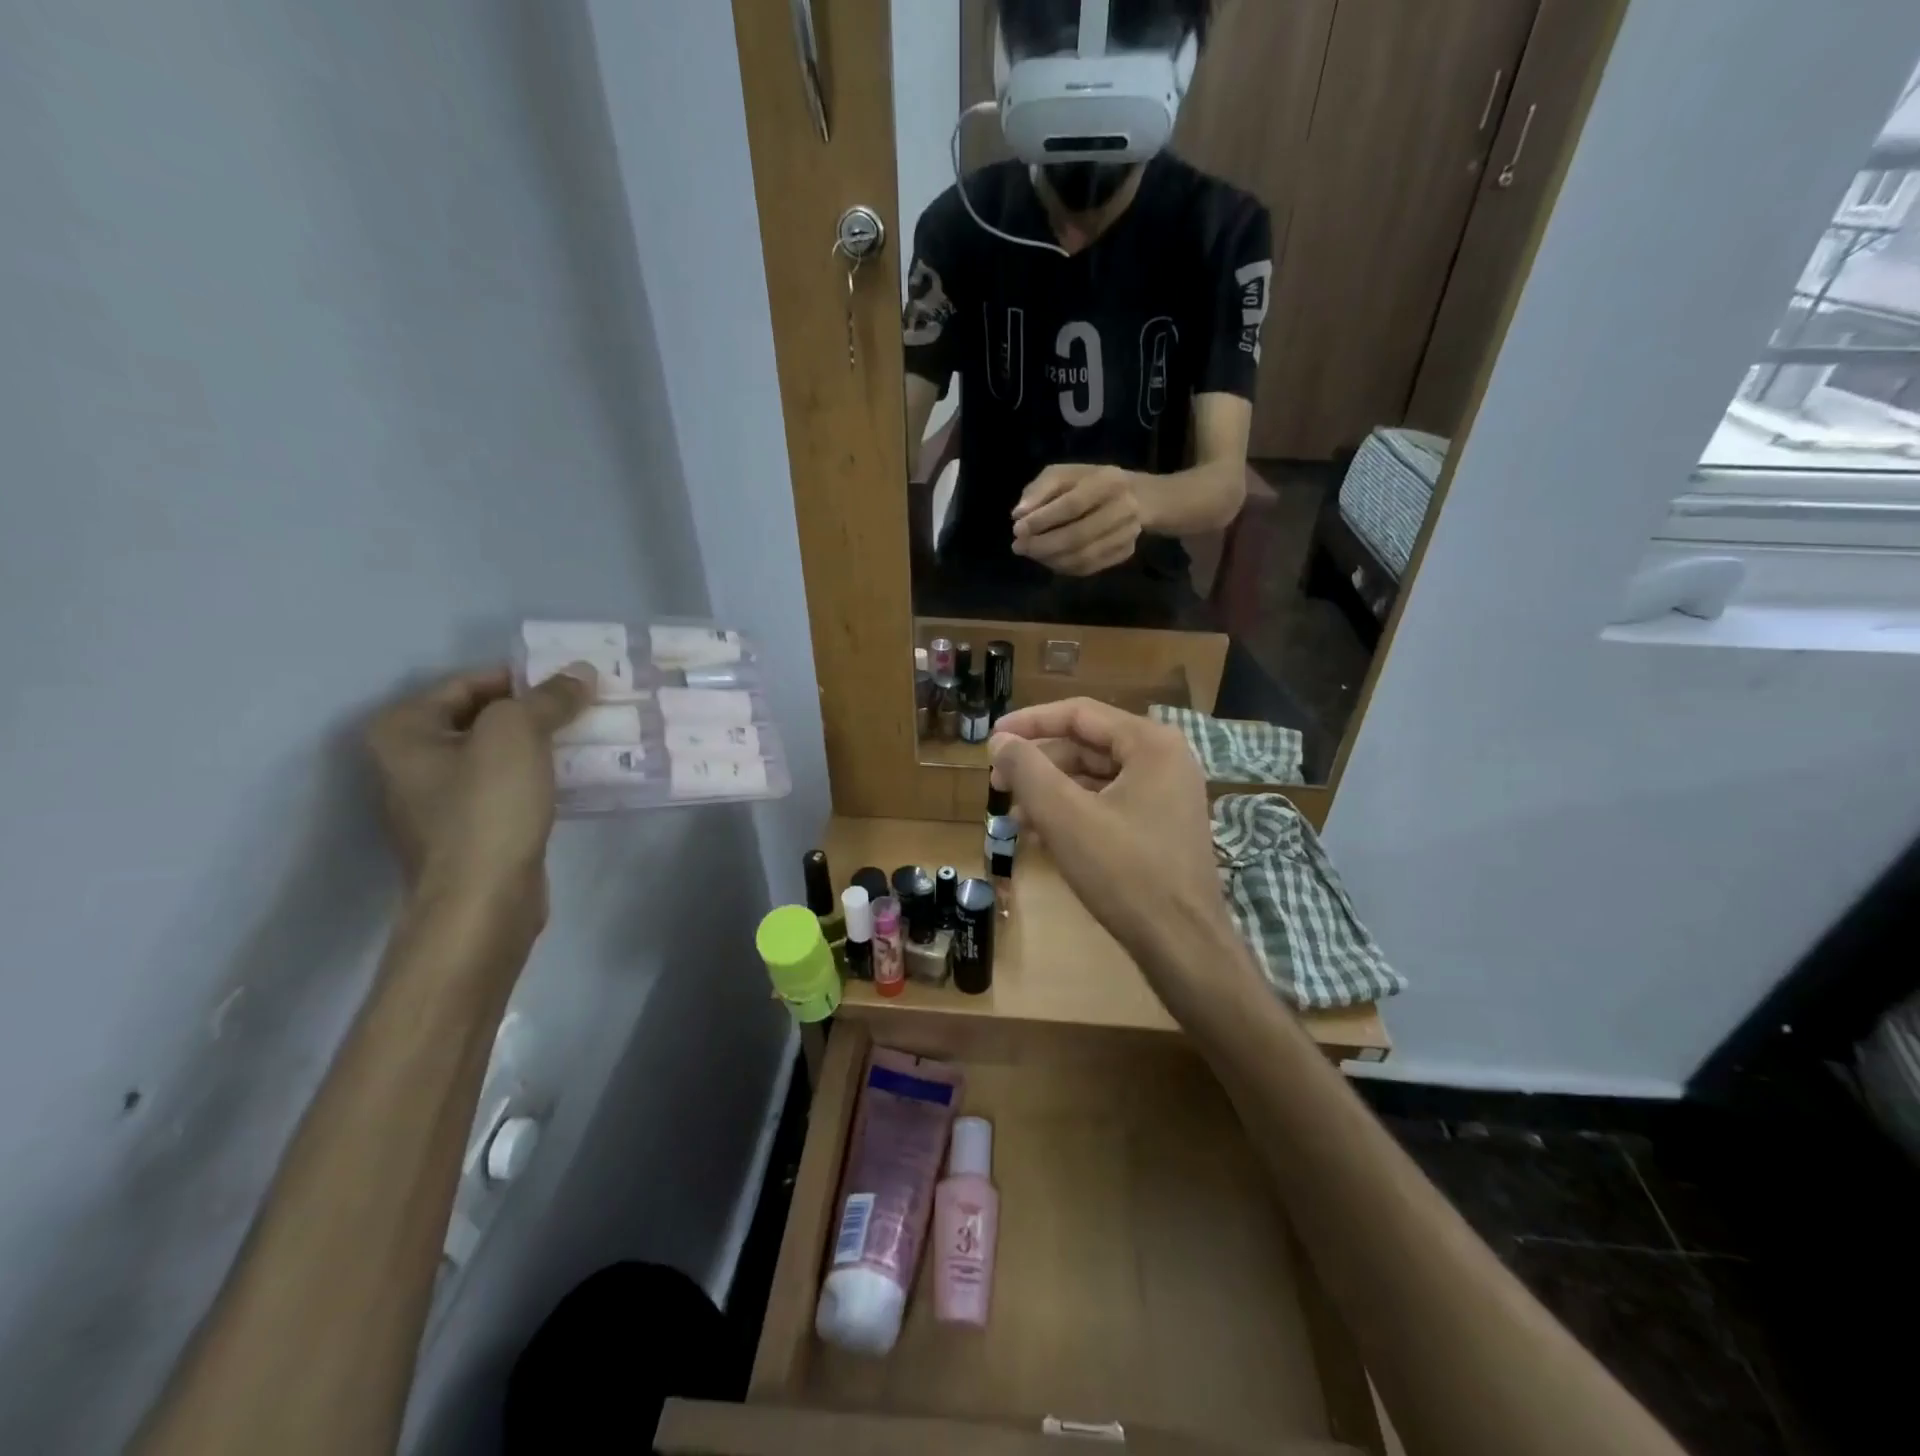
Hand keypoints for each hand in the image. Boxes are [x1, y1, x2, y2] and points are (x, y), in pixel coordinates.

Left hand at [367, 665, 594, 914]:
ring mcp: (441, 800)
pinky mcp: (473, 830)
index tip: (573, 680)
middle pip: (485, 718)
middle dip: (537, 710)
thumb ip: (549, 697)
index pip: (470, 682)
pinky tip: (578, 774)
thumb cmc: (487, 807)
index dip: (523, 677)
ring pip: (501, 754)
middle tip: (588, 704)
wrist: (483, 900)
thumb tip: (581, 672)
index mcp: (405, 730)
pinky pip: (511, 787)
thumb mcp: (517, 734)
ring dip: (544, 743)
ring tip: (592, 734)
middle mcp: (413, 761)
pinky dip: (541, 776)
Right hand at [989, 698, 1235, 986]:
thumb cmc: (1125, 872)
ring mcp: (1167, 795)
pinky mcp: (1161, 826)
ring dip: (1052, 793)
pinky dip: (1075, 813)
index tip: (992, 739)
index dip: (1029, 722)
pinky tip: (1044, 836)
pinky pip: (1109, 804)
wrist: (1182, 945)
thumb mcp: (1065, 817)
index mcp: (1151, 744)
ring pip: (1096, 778)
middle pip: (1087, 745)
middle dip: (1040, 764)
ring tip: (1015, 818)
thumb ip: (1028, 771)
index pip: (1079, 714)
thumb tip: (1000, 742)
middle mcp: (1165, 759)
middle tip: (998, 785)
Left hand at [1011, 464, 1143, 575]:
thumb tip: (1019, 515)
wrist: (1136, 496)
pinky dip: (1063, 567)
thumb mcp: (1063, 474)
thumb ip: (1039, 491)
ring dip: (1050, 559)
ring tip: (1030, 553)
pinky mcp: (1125, 553)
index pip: (1072, 505)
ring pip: (1082, 557)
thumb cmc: (1089, 482)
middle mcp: (1125, 509)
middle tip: (1019, 547)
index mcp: (1109, 481)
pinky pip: (1088, 567)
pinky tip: (1049, 559)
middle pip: (1078, 536)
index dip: (1042, 520)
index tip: (1017, 529)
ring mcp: (1127, 534)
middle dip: (1042, 545)